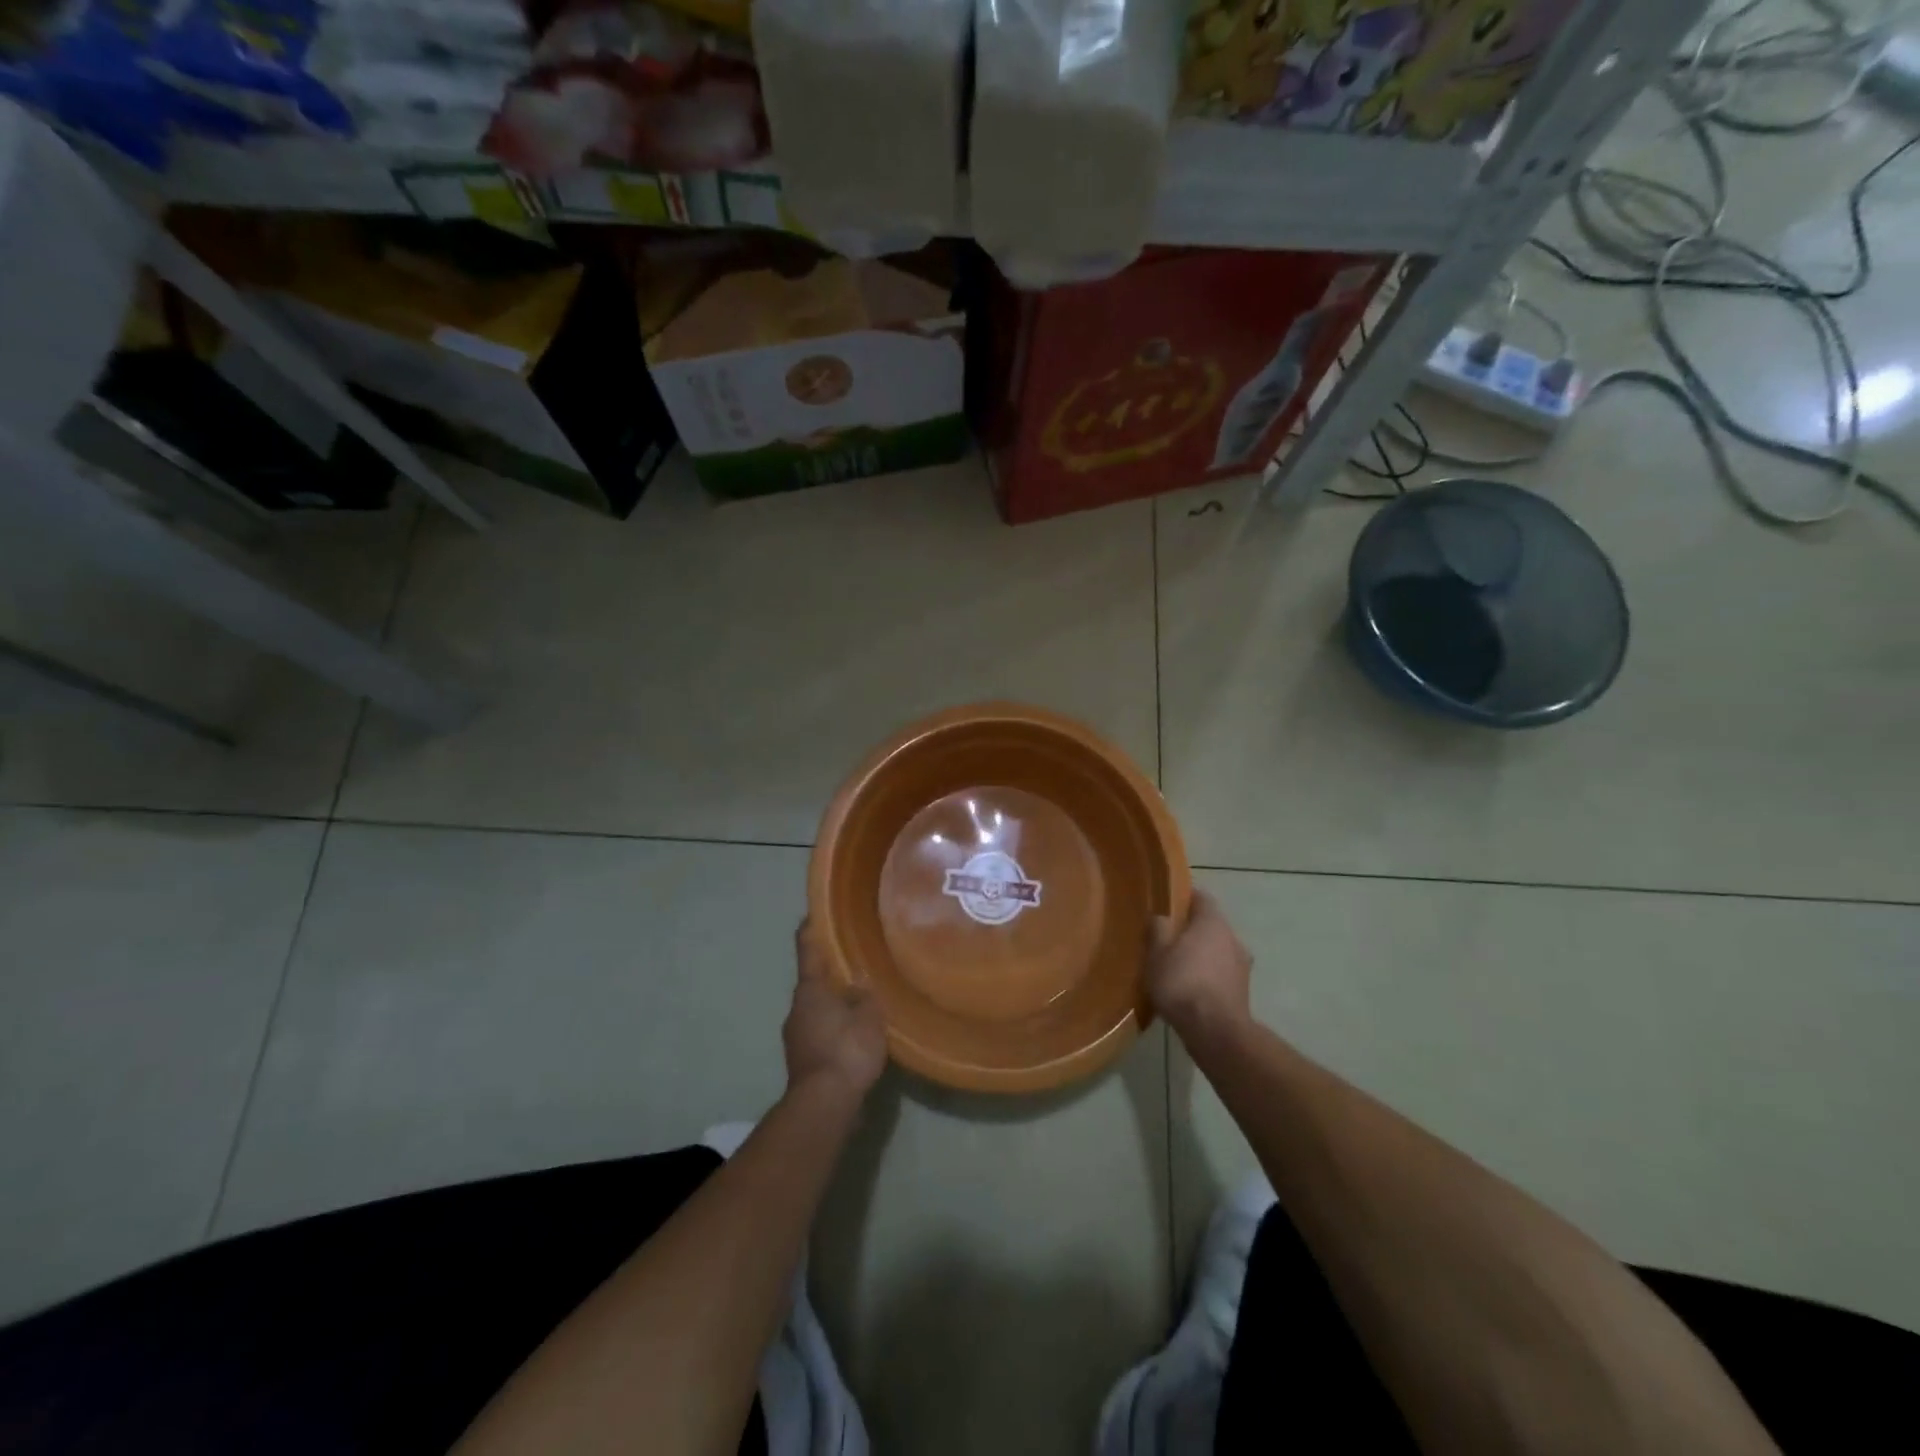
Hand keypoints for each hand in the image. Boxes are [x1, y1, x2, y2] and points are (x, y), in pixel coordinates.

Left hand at [783, 920, 887, 1099]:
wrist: (824, 1105)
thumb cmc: (846, 1049)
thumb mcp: (868, 1016)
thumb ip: (865, 995)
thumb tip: (860, 982)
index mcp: (810, 991)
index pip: (808, 951)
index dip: (811, 931)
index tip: (813, 914)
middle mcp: (797, 1009)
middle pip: (813, 983)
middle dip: (830, 974)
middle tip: (854, 964)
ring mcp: (796, 1037)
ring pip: (816, 1010)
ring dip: (834, 1004)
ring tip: (860, 1001)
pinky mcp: (803, 1060)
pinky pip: (821, 1033)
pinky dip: (835, 1029)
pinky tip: (855, 1035)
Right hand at [1148, 890, 1252, 1045]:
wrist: (1215, 1032)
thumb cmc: (1182, 983)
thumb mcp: (1156, 953)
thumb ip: (1158, 929)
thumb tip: (1162, 916)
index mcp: (1213, 922)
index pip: (1201, 898)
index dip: (1184, 898)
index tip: (1168, 904)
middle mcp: (1233, 938)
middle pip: (1210, 925)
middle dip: (1191, 929)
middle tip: (1167, 938)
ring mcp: (1242, 965)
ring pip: (1217, 949)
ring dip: (1201, 954)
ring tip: (1177, 966)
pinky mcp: (1243, 990)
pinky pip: (1221, 972)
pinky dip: (1208, 974)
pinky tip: (1191, 988)